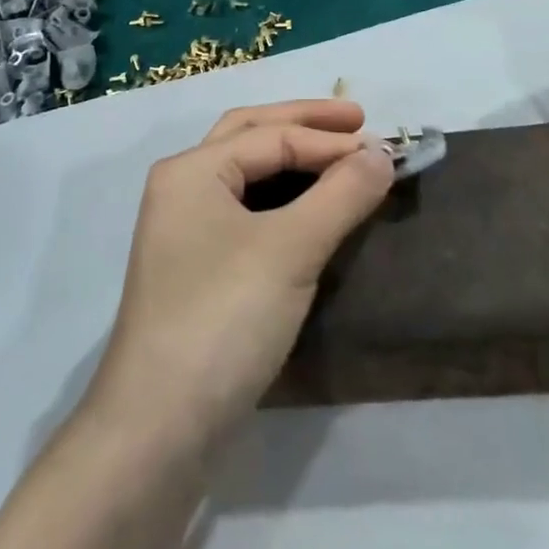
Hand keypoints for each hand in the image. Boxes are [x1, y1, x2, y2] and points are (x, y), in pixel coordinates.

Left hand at [85, 99, 393, 457]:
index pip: (271, 136)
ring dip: (294, 160)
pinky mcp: (199, 272)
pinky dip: (285, 201)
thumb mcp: (290, 249)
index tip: (388, 149)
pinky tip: (313, 211)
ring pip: (248, 177)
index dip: (331, 140)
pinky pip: (248, 215)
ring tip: (342, 158)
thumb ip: (340, 194)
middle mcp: (183, 190)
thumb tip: (382, 153)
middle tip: (359, 122)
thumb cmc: (223, 319)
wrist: (160, 426)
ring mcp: (186, 233)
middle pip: (250, 137)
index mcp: (191, 170)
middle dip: (305, 125)